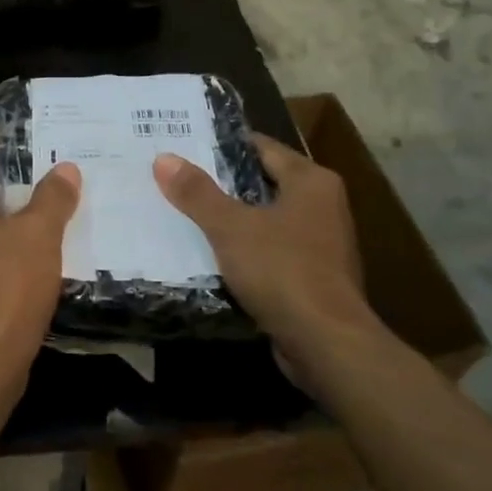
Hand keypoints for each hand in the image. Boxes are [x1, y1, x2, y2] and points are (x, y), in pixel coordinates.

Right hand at [153, 134, 379, 366]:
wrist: (327, 344)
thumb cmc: (282, 271)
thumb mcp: (231, 228)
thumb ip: (197, 193)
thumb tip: (163, 158)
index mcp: (312, 182)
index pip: (262, 147)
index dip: (223, 146)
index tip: (185, 146)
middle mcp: (323, 205)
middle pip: (263, 183)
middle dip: (223, 184)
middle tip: (178, 179)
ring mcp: (322, 244)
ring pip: (267, 220)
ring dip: (233, 220)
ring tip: (187, 215)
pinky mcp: (314, 277)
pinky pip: (272, 252)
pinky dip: (246, 250)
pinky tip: (213, 256)